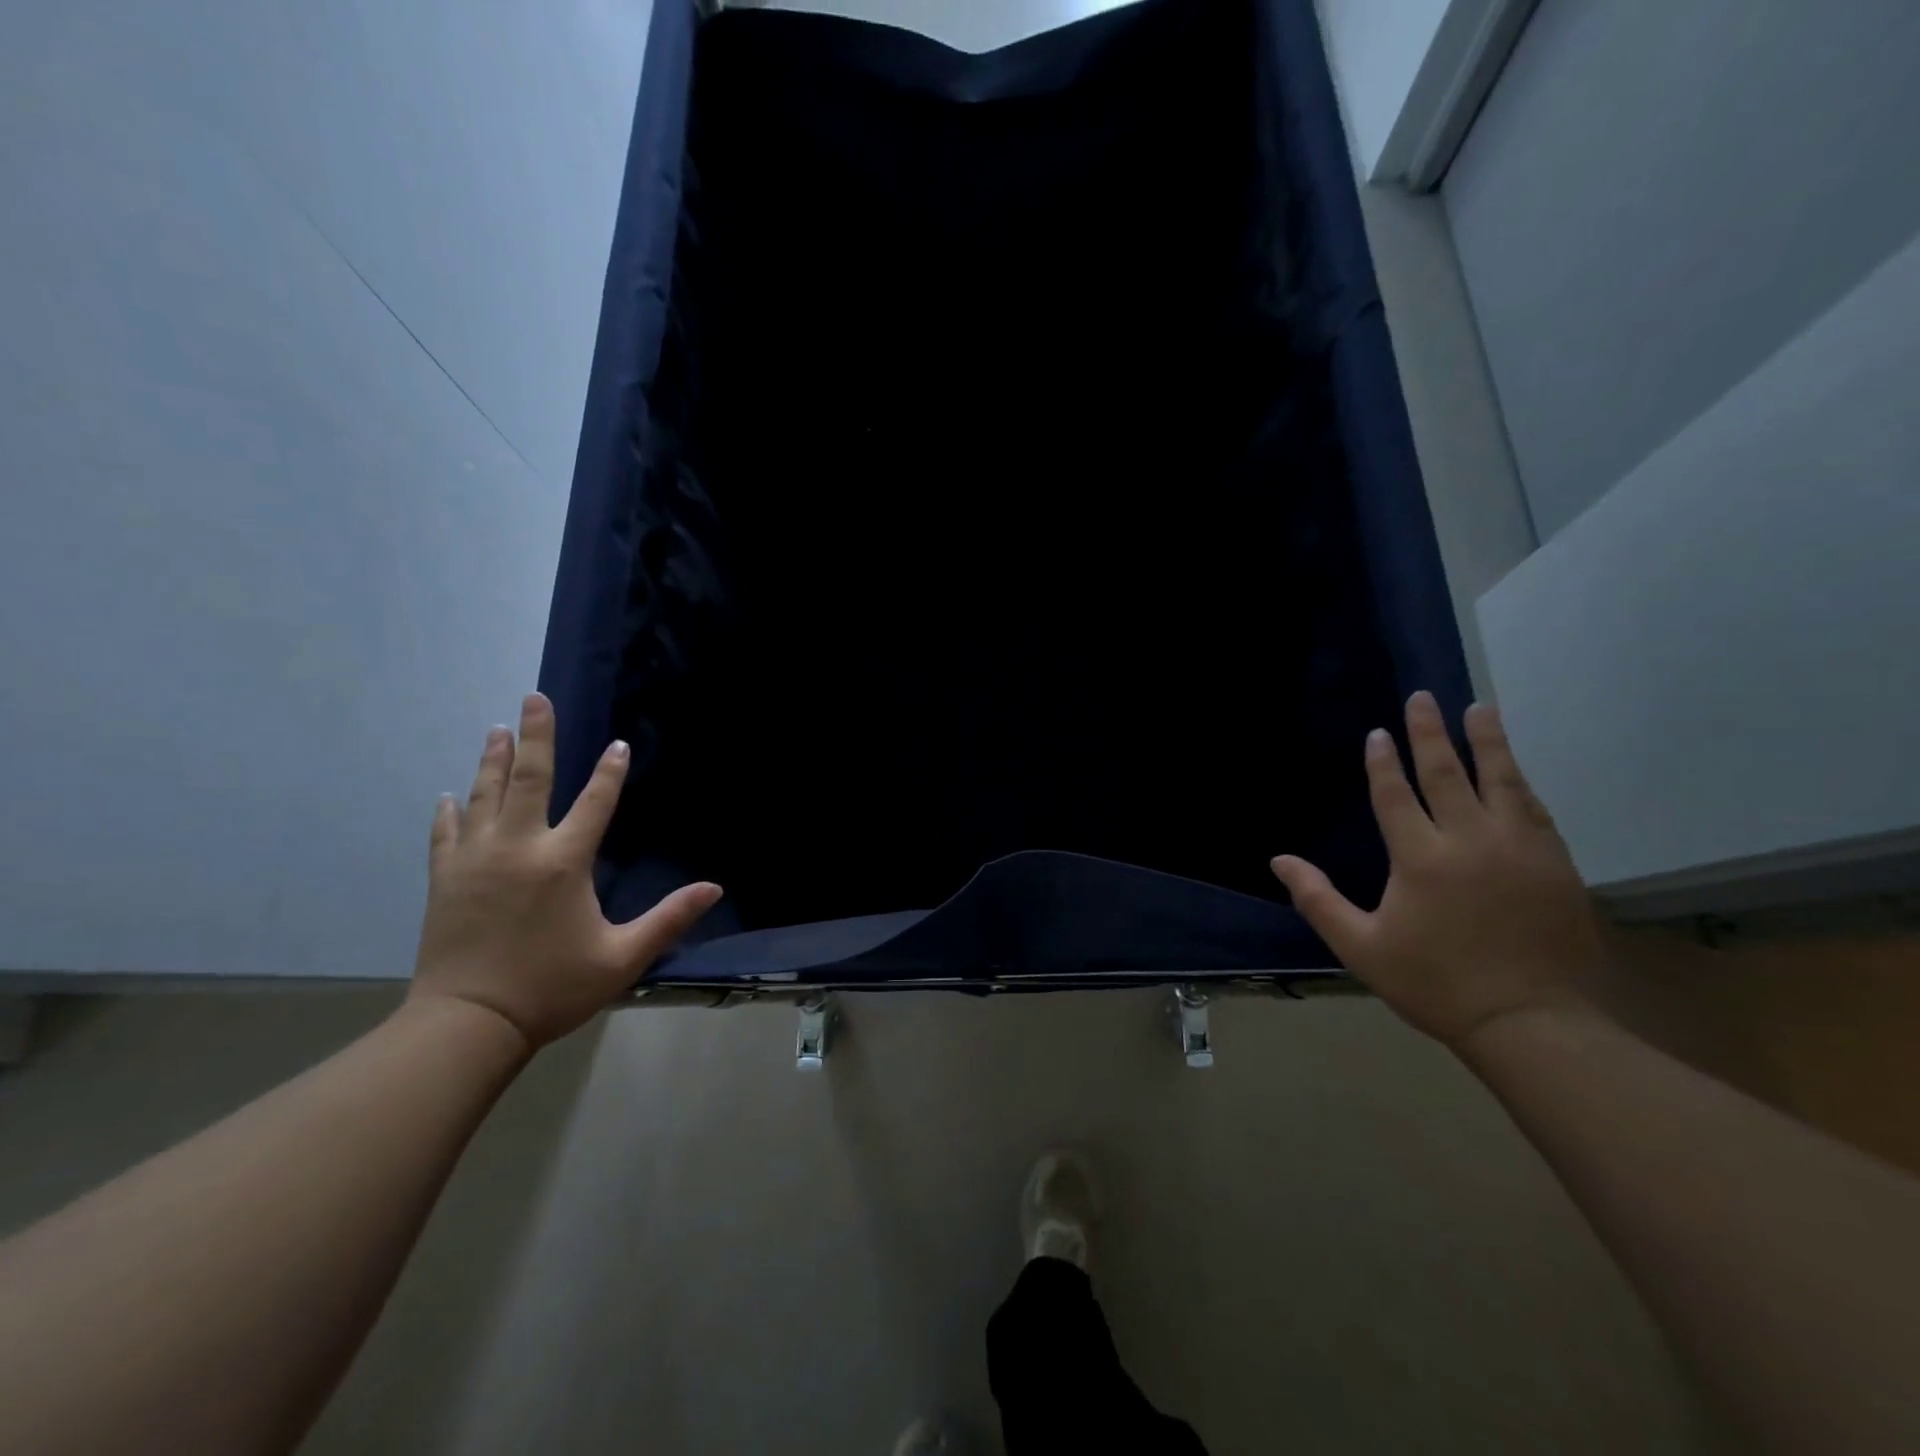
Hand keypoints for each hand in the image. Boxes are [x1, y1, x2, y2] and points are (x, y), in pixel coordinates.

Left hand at [409, 692, 721, 1049]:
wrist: (467, 1024)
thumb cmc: (552, 988)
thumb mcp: (622, 956)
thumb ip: (669, 918)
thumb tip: (714, 889)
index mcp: (563, 862)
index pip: (595, 803)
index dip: (610, 772)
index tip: (617, 743)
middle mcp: (518, 848)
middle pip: (528, 780)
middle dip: (535, 736)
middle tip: (533, 698)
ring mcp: (475, 860)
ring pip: (484, 796)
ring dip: (493, 761)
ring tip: (497, 730)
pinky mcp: (445, 879)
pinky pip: (446, 833)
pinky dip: (450, 811)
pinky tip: (450, 795)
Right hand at [1271, 692, 1605, 1050]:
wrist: (1530, 1022)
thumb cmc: (1434, 983)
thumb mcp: (1361, 947)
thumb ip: (1318, 899)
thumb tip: (1279, 860)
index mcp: (1421, 859)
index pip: (1397, 795)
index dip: (1384, 762)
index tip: (1378, 732)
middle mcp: (1470, 841)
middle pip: (1448, 774)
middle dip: (1431, 734)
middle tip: (1423, 698)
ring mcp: (1519, 848)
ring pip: (1501, 780)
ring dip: (1487, 742)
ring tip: (1479, 709)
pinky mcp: (1555, 863)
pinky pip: (1533, 808)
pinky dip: (1518, 781)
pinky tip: (1513, 768)